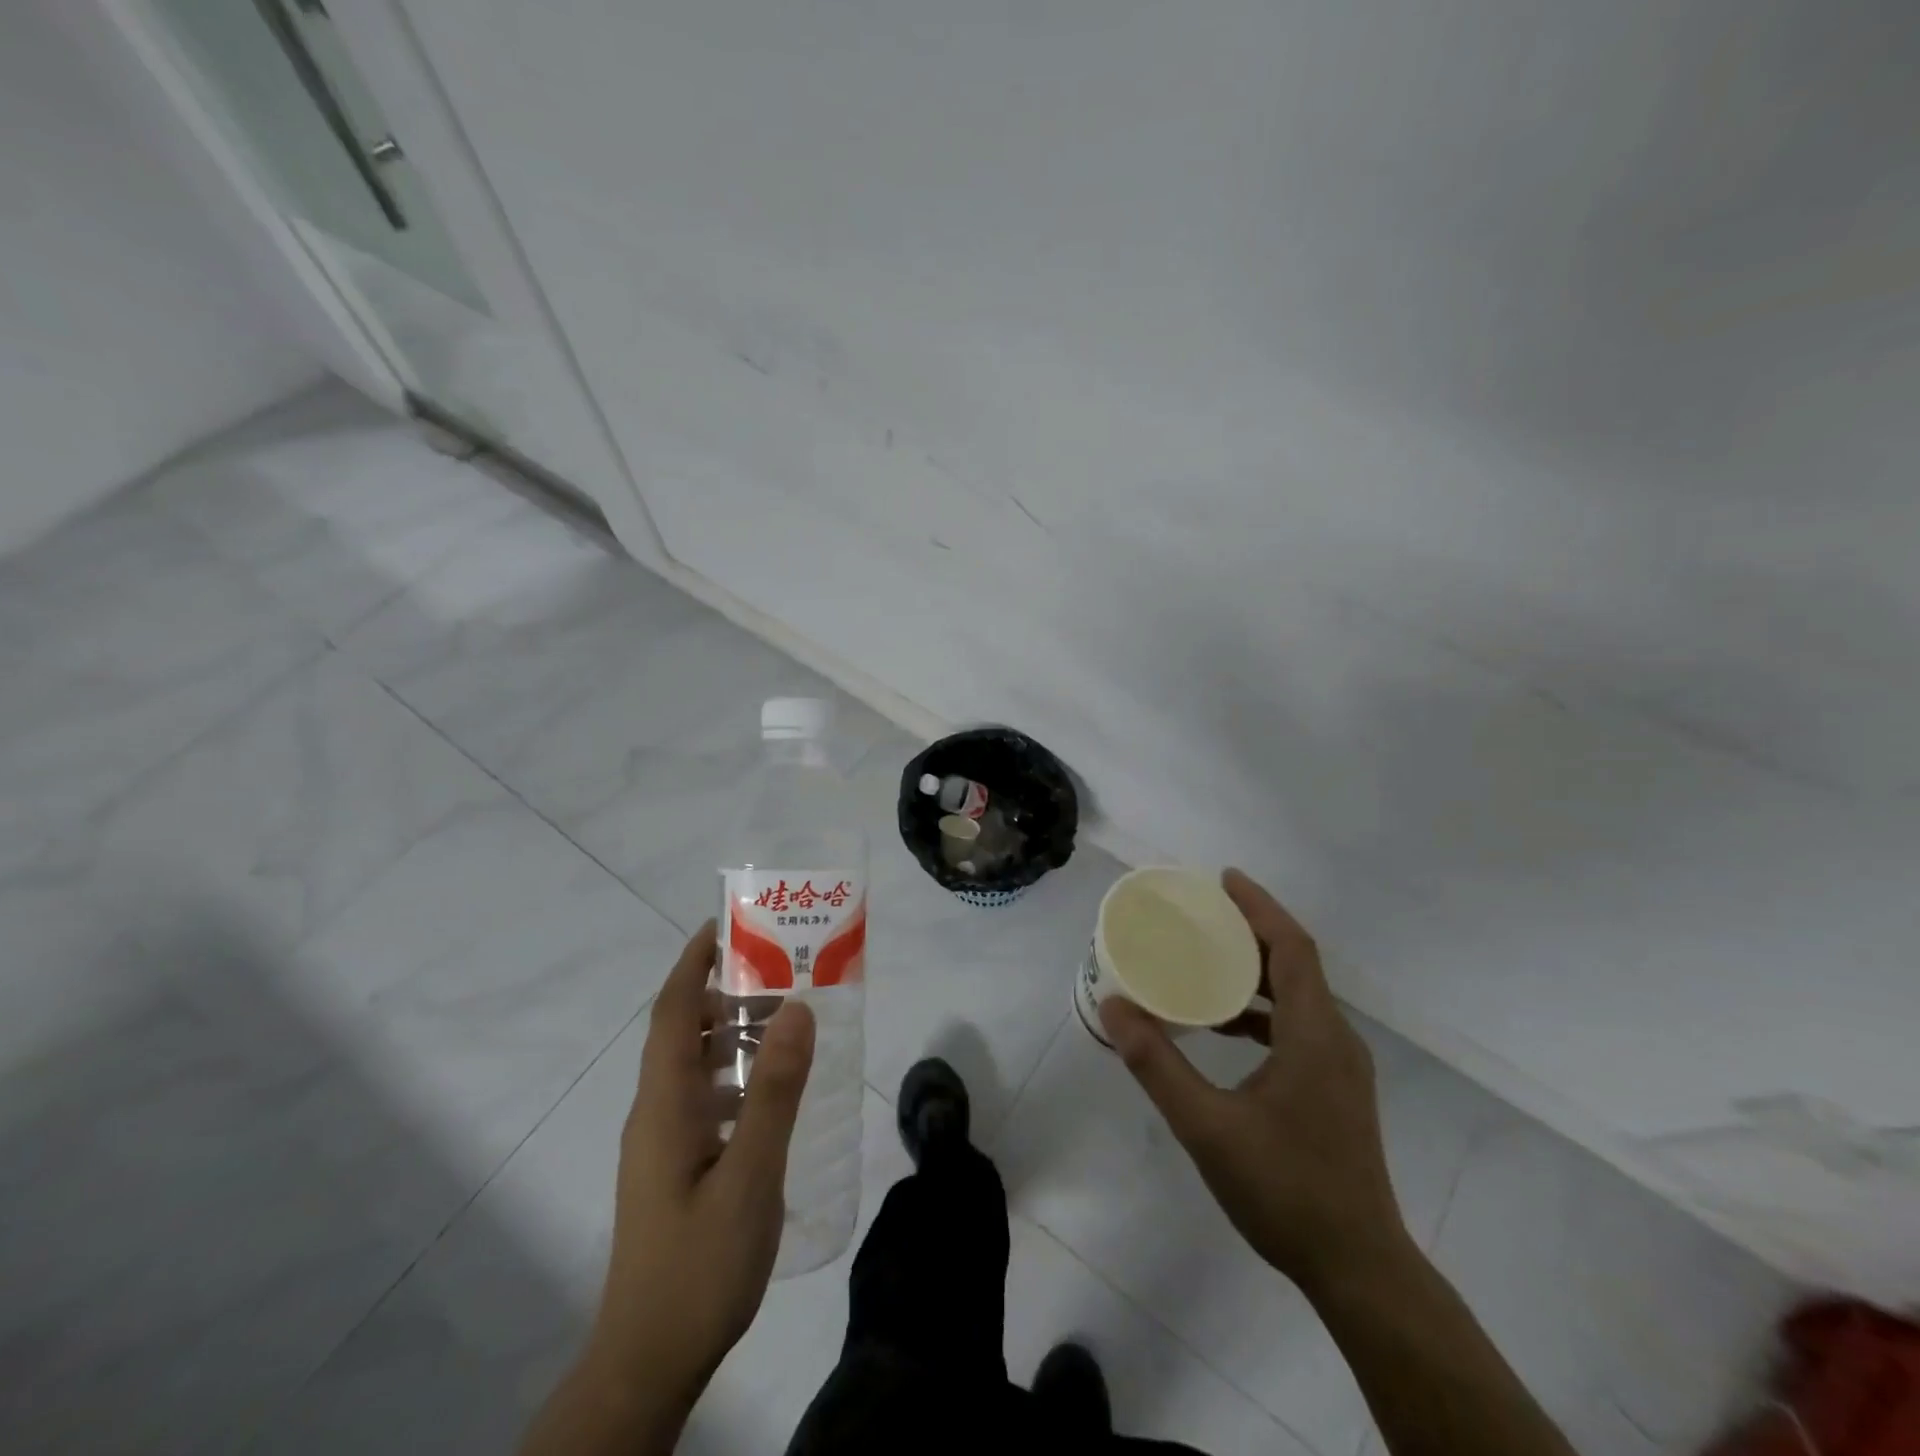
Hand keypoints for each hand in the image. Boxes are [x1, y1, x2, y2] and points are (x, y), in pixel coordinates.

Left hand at [587, 920, 815, 1413]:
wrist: (649, 1360)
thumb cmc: (700, 1264)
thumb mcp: (751, 1174)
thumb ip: (775, 1090)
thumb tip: (796, 1007)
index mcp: (665, 1103)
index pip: (672, 1011)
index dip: (693, 962)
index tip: (726, 925)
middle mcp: (656, 1112)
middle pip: (682, 1031)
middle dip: (723, 992)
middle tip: (780, 971)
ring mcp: (662, 1142)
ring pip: (693, 1066)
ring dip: (731, 1034)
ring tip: (786, 1022)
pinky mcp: (674, 1167)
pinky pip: (703, 1098)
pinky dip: (734, 1075)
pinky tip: (772, 1093)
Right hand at [1099, 869, 1408, 1293]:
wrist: (1359, 1269)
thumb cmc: (1284, 1190)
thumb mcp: (1206, 1126)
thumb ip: (1157, 1064)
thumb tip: (1114, 1007)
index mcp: (1315, 1034)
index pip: (1292, 947)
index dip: (1260, 906)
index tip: (1223, 879)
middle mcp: (1336, 1039)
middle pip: (1296, 963)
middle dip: (1252, 930)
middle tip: (1203, 913)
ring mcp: (1341, 1067)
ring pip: (1299, 995)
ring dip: (1256, 970)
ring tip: (1206, 960)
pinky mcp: (1336, 1089)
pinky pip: (1298, 1024)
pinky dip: (1262, 1008)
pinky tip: (1225, 1026)